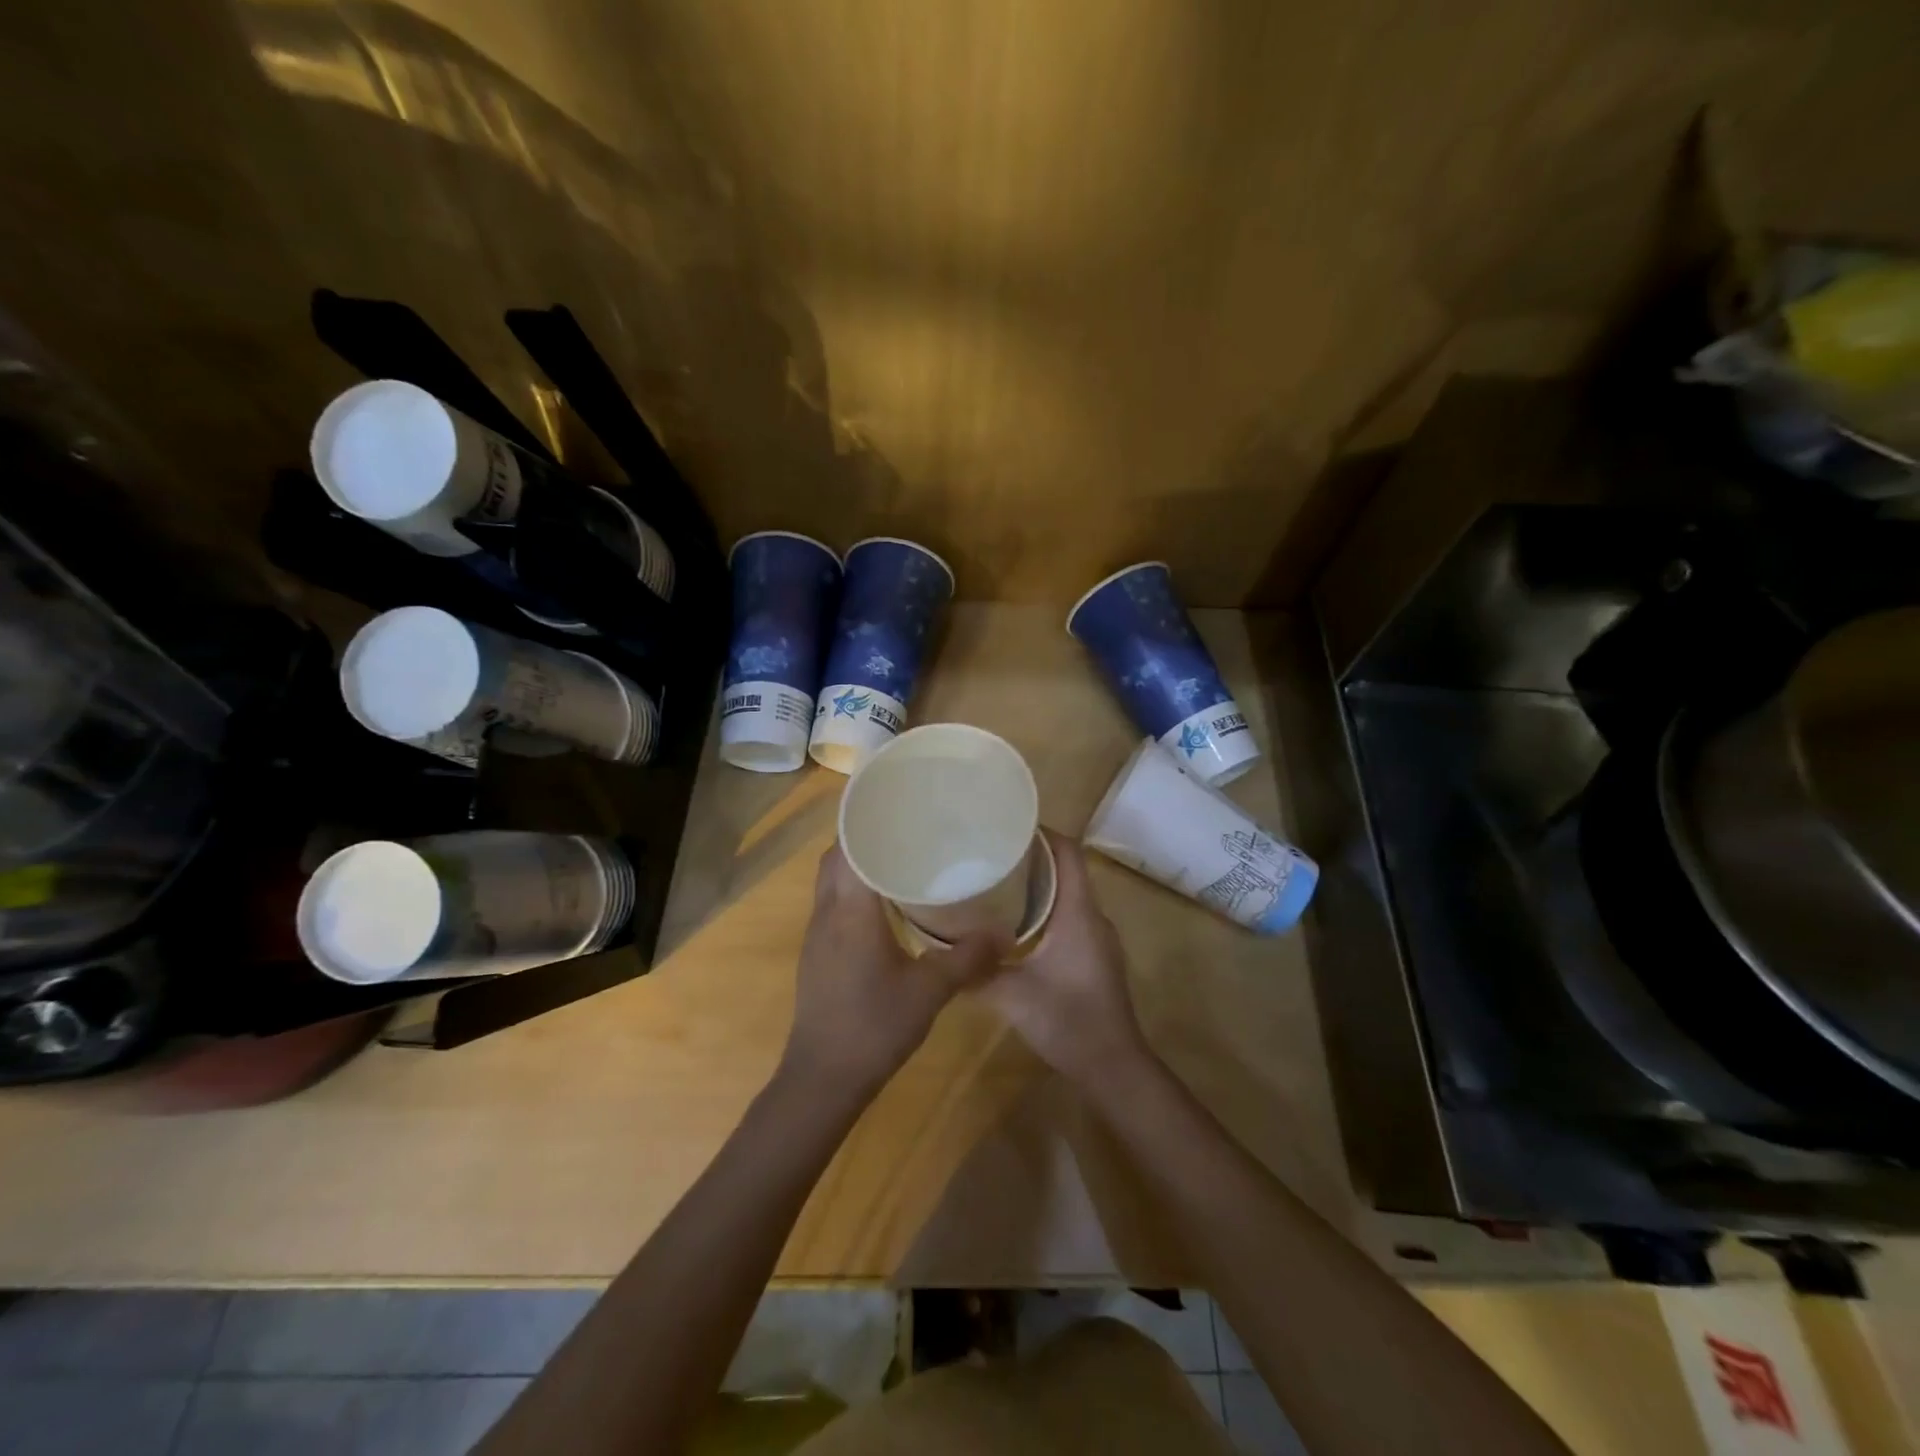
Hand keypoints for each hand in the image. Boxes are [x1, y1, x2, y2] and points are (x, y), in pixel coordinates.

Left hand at [781, 845, 1001, 1102]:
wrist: (823, 1078)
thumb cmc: (873, 1026)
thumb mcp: (929, 991)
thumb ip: (967, 958)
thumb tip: (1004, 933)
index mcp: (850, 910)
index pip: (848, 846)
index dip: (866, 820)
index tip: (895, 802)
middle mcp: (826, 912)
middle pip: (836, 857)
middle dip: (864, 837)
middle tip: (906, 828)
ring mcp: (817, 933)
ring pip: (832, 880)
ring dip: (857, 863)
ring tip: (900, 857)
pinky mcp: (817, 952)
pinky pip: (833, 903)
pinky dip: (854, 889)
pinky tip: (885, 903)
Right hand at [979, 831, 1150, 1086]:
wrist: (1114, 1067)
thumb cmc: (1068, 1021)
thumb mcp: (1013, 996)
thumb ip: (977, 972)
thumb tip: (942, 952)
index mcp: (1079, 913)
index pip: (1069, 853)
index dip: (1044, 832)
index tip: (1009, 825)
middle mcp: (1093, 917)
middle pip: (1067, 868)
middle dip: (1033, 855)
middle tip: (991, 851)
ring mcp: (1097, 937)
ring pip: (1068, 893)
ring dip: (1038, 883)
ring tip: (997, 880)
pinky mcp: (1094, 955)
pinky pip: (1070, 915)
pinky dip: (1045, 907)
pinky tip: (1014, 923)